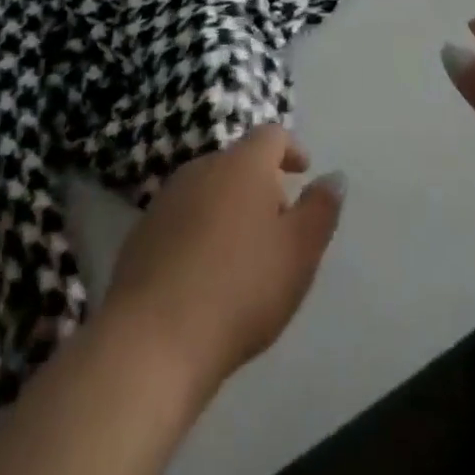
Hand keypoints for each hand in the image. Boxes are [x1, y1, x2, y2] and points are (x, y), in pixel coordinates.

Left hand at [102, 125, 344, 398]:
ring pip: (208, 189)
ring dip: (229, 208)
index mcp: (242, 164)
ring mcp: (165, 200)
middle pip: (238, 162)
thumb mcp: (299, 252)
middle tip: (279, 223)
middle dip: (261, 183)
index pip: (271, 135)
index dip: (291, 149)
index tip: (303, 172)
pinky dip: (201, 231)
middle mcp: (201, 169)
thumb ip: (320, 209)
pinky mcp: (141, 233)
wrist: (153, 338)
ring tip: (244, 252)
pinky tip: (206, 273)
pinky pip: (182, 218)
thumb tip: (334, 176)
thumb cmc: (240, 288)